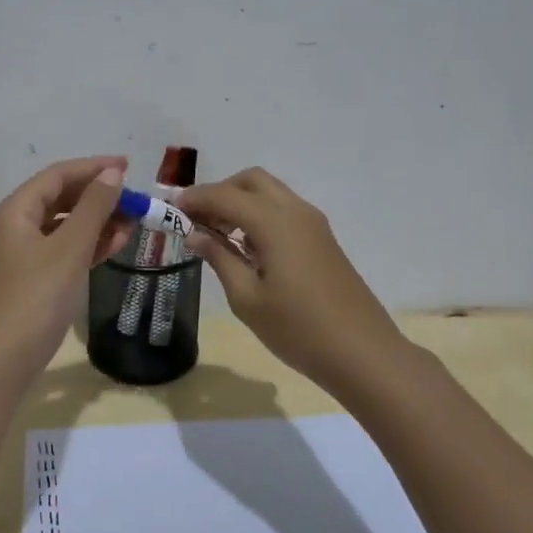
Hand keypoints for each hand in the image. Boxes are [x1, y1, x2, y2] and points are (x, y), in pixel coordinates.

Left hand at [0, 155, 133, 372]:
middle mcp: (13, 226)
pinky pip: (62, 250)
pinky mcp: (30, 279)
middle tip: (135, 201)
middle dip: (98, 197)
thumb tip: (112, 173)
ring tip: (132, 224)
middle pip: (60, 198)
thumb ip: (93, 207)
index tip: (130, 166)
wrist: (3, 360)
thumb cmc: (36, 297)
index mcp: (15, 210)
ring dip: (97, 222)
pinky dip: (87, 245)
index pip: (57, 175)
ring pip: (63, 226)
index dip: (94, 167)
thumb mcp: (69, 248)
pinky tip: (114, 246)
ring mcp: (20, 254)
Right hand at [179, 167, 405, 390]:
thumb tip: (195, 234)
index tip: (171, 210)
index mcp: (274, 222)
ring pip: (270, 193)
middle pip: (251, 181)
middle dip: (220, 192)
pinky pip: (284, 211)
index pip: (225, 195)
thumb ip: (219, 258)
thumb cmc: (297, 328)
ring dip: (240, 202)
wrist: (362, 352)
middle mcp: (295, 211)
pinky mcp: (322, 239)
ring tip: (216, 235)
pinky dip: (259, 215)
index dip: (195, 199)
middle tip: (196, 220)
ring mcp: (313, 224)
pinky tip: (246, 247)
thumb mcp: (247, 298)